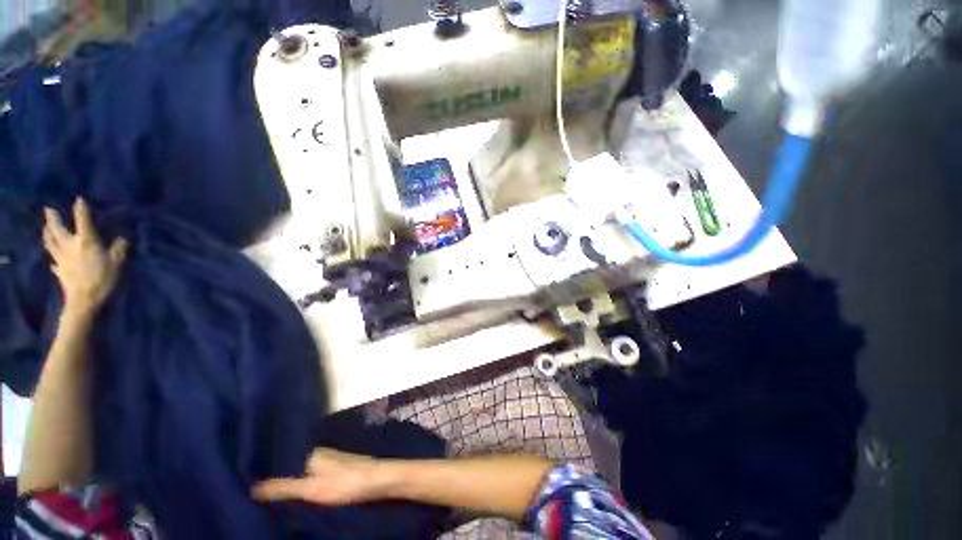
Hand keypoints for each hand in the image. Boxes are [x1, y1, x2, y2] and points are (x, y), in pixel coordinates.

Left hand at [43, 198, 127, 317]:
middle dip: (52, 219)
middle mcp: (69, 245)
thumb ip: (119, 249)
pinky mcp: (60, 271)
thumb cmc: (103, 278)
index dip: (81, 209)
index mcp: (85, 241)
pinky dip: (53, 258)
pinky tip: (53, 260)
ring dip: (47, 234)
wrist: (85, 301)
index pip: (83, 220)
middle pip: (57, 230)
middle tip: (48, 209)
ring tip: (45, 228)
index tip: (79, 199)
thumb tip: (121, 239)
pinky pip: (54, 262)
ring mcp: (62, 259)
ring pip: (50, 243)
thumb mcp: (118, 262)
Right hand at [252, 449, 386, 505]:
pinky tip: (292, 492)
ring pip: (299, 468)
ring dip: (285, 478)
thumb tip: (252, 487)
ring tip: (264, 491)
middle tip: (248, 485)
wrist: (378, 479)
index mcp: (310, 453)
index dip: (264, 464)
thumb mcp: (311, 488)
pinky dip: (298, 481)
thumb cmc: (345, 482)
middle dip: (272, 473)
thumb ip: (284, 487)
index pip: (281, 455)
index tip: (242, 472)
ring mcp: (327, 461)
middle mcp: (317, 453)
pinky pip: (309, 474)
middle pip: (290, 462)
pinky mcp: (334, 470)